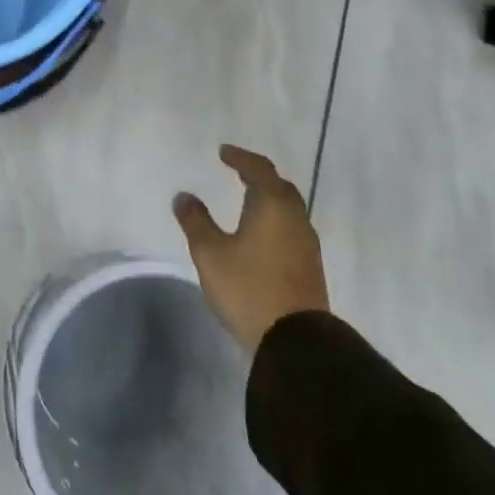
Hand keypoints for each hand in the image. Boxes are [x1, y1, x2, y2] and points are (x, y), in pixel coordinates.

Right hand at [174, 144, 328, 354]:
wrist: (296, 341)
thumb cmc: (249, 288)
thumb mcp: (210, 253)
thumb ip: (196, 221)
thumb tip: (184, 196)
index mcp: (272, 205)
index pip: (259, 169)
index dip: (240, 158)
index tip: (223, 153)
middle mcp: (295, 218)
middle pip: (279, 186)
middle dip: (258, 176)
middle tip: (238, 173)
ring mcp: (307, 244)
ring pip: (288, 209)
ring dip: (269, 199)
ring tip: (247, 201)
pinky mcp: (310, 266)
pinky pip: (291, 229)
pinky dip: (275, 220)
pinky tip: (261, 234)